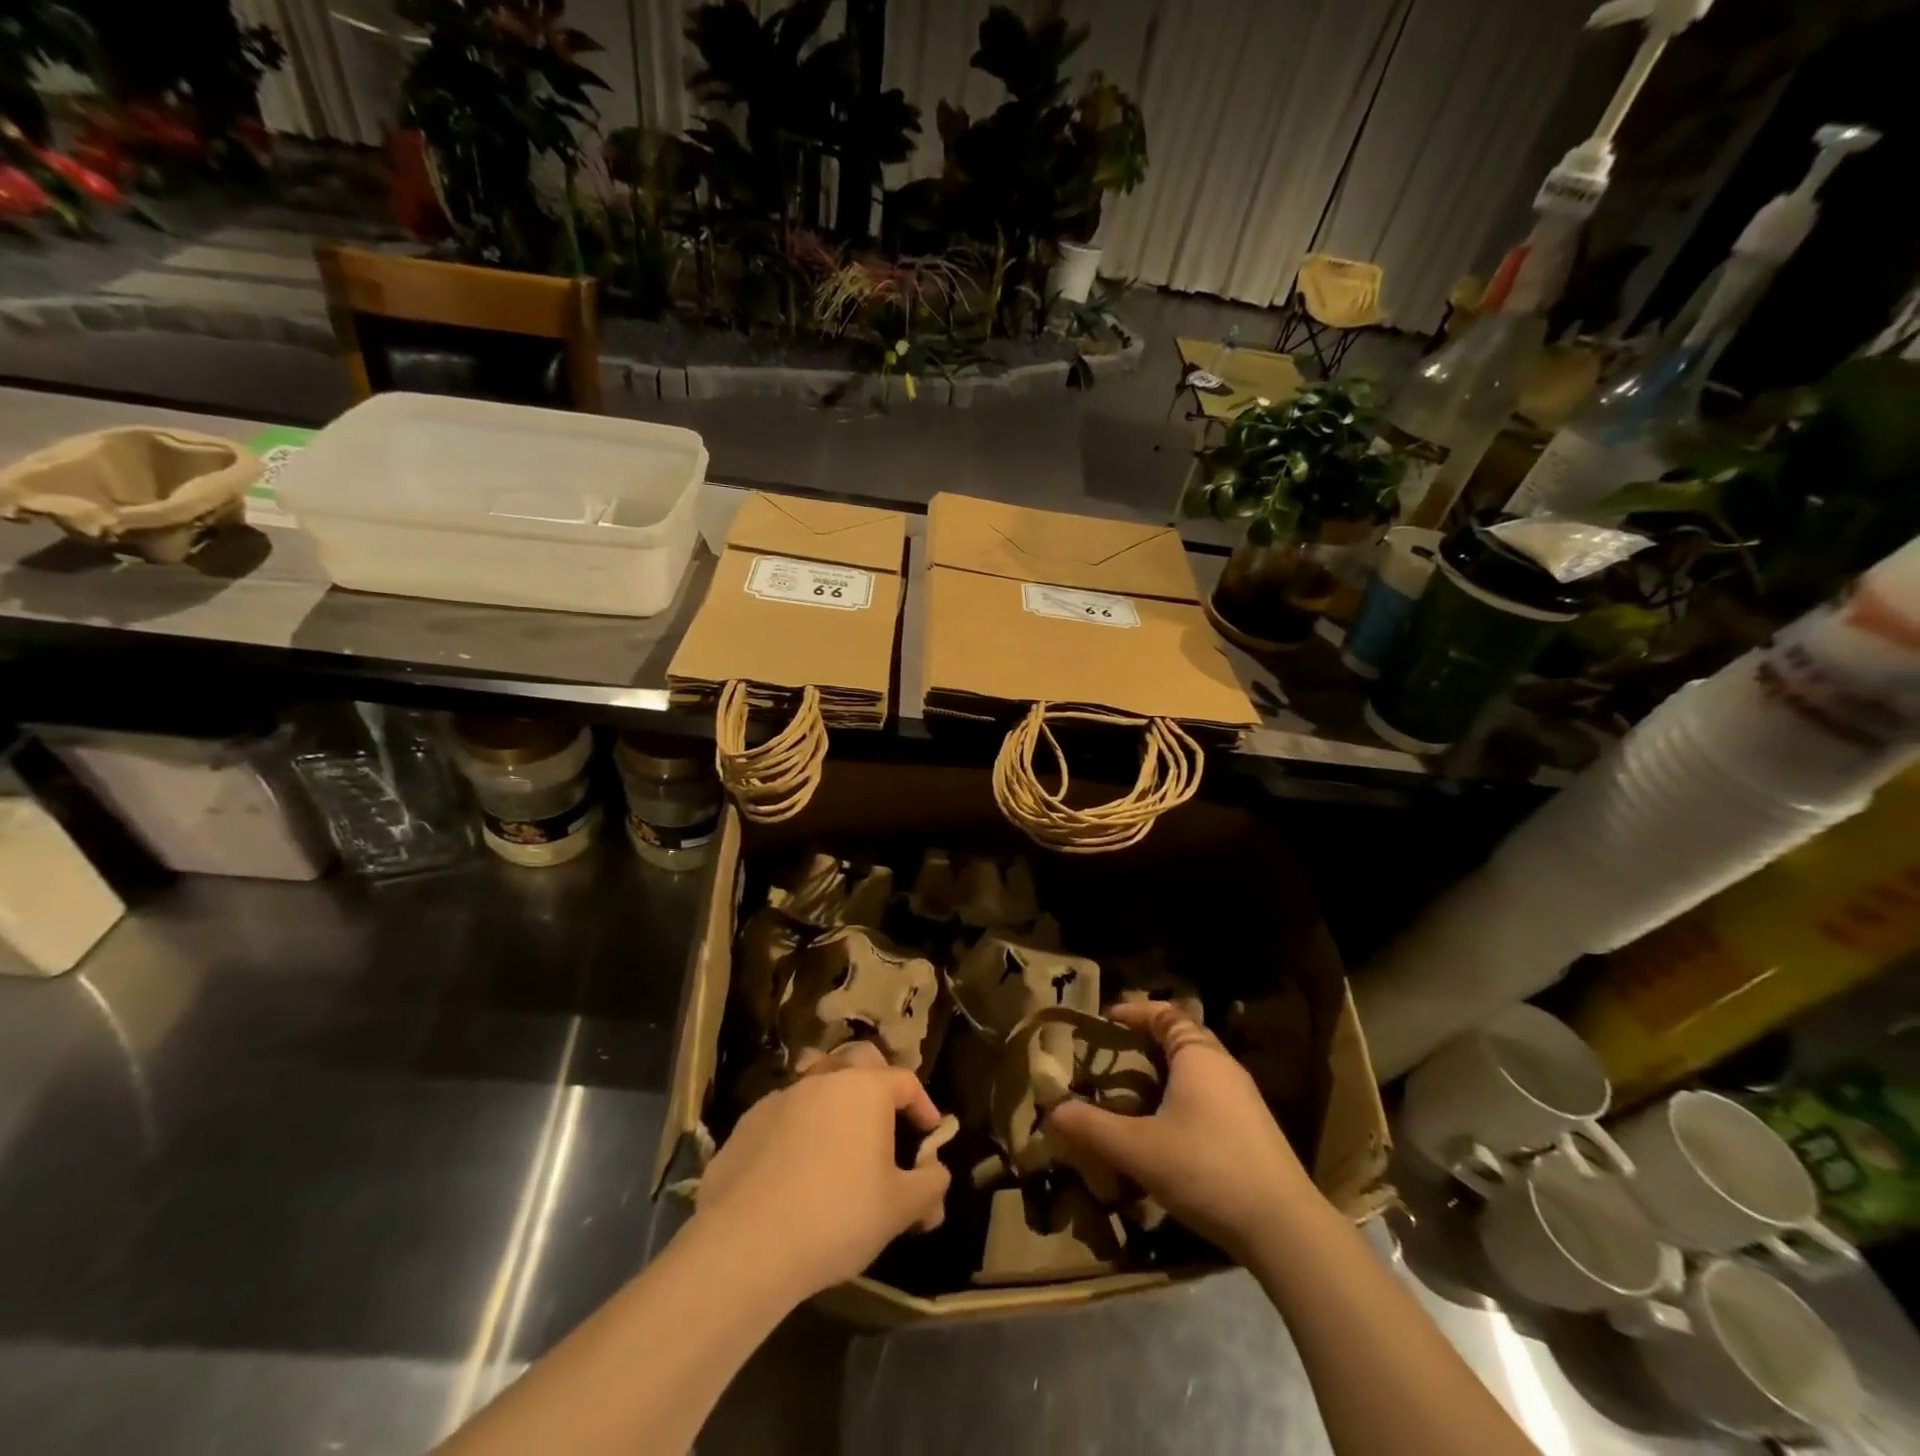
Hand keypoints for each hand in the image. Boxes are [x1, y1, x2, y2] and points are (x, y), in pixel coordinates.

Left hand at [692, 1041, 952, 1298]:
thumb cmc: (837, 1217)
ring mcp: (781, 1098)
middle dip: (877, 1081)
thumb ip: (929, 1186)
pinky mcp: (747, 1124)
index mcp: (866, 1089)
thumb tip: (938, 1175)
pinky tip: (794, 1167)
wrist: (746, 1244)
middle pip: (858, 1061)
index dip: (923, 1105)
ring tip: (838, 1141)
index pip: (905, 1081)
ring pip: (816, 1083)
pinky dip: (797, 1129)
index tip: (929, 1134)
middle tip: (884, 1118)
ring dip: (833, 1103)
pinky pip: (783, 1114)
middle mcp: (824, 1080)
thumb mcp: (898, 1209)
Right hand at [1044, 1000, 1316, 1262]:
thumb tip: (1051, 1113)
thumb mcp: (1139, 1149)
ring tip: (1133, 1093)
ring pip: (1197, 1068)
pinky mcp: (1253, 1129)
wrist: (1285, 1228)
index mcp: (1198, 1055)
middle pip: (1182, 1037)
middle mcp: (1223, 1066)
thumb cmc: (1206, 1169)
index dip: (1134, 1012)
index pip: (1165, 1014)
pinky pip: (1210, 1094)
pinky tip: (1167, 1130)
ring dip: (1166, 1072)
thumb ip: (1092, 1128)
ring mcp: (1243, 1098)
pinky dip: (1183, 1096)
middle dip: (1146, 1042)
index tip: (1105, 1021)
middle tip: (1112, 1058)